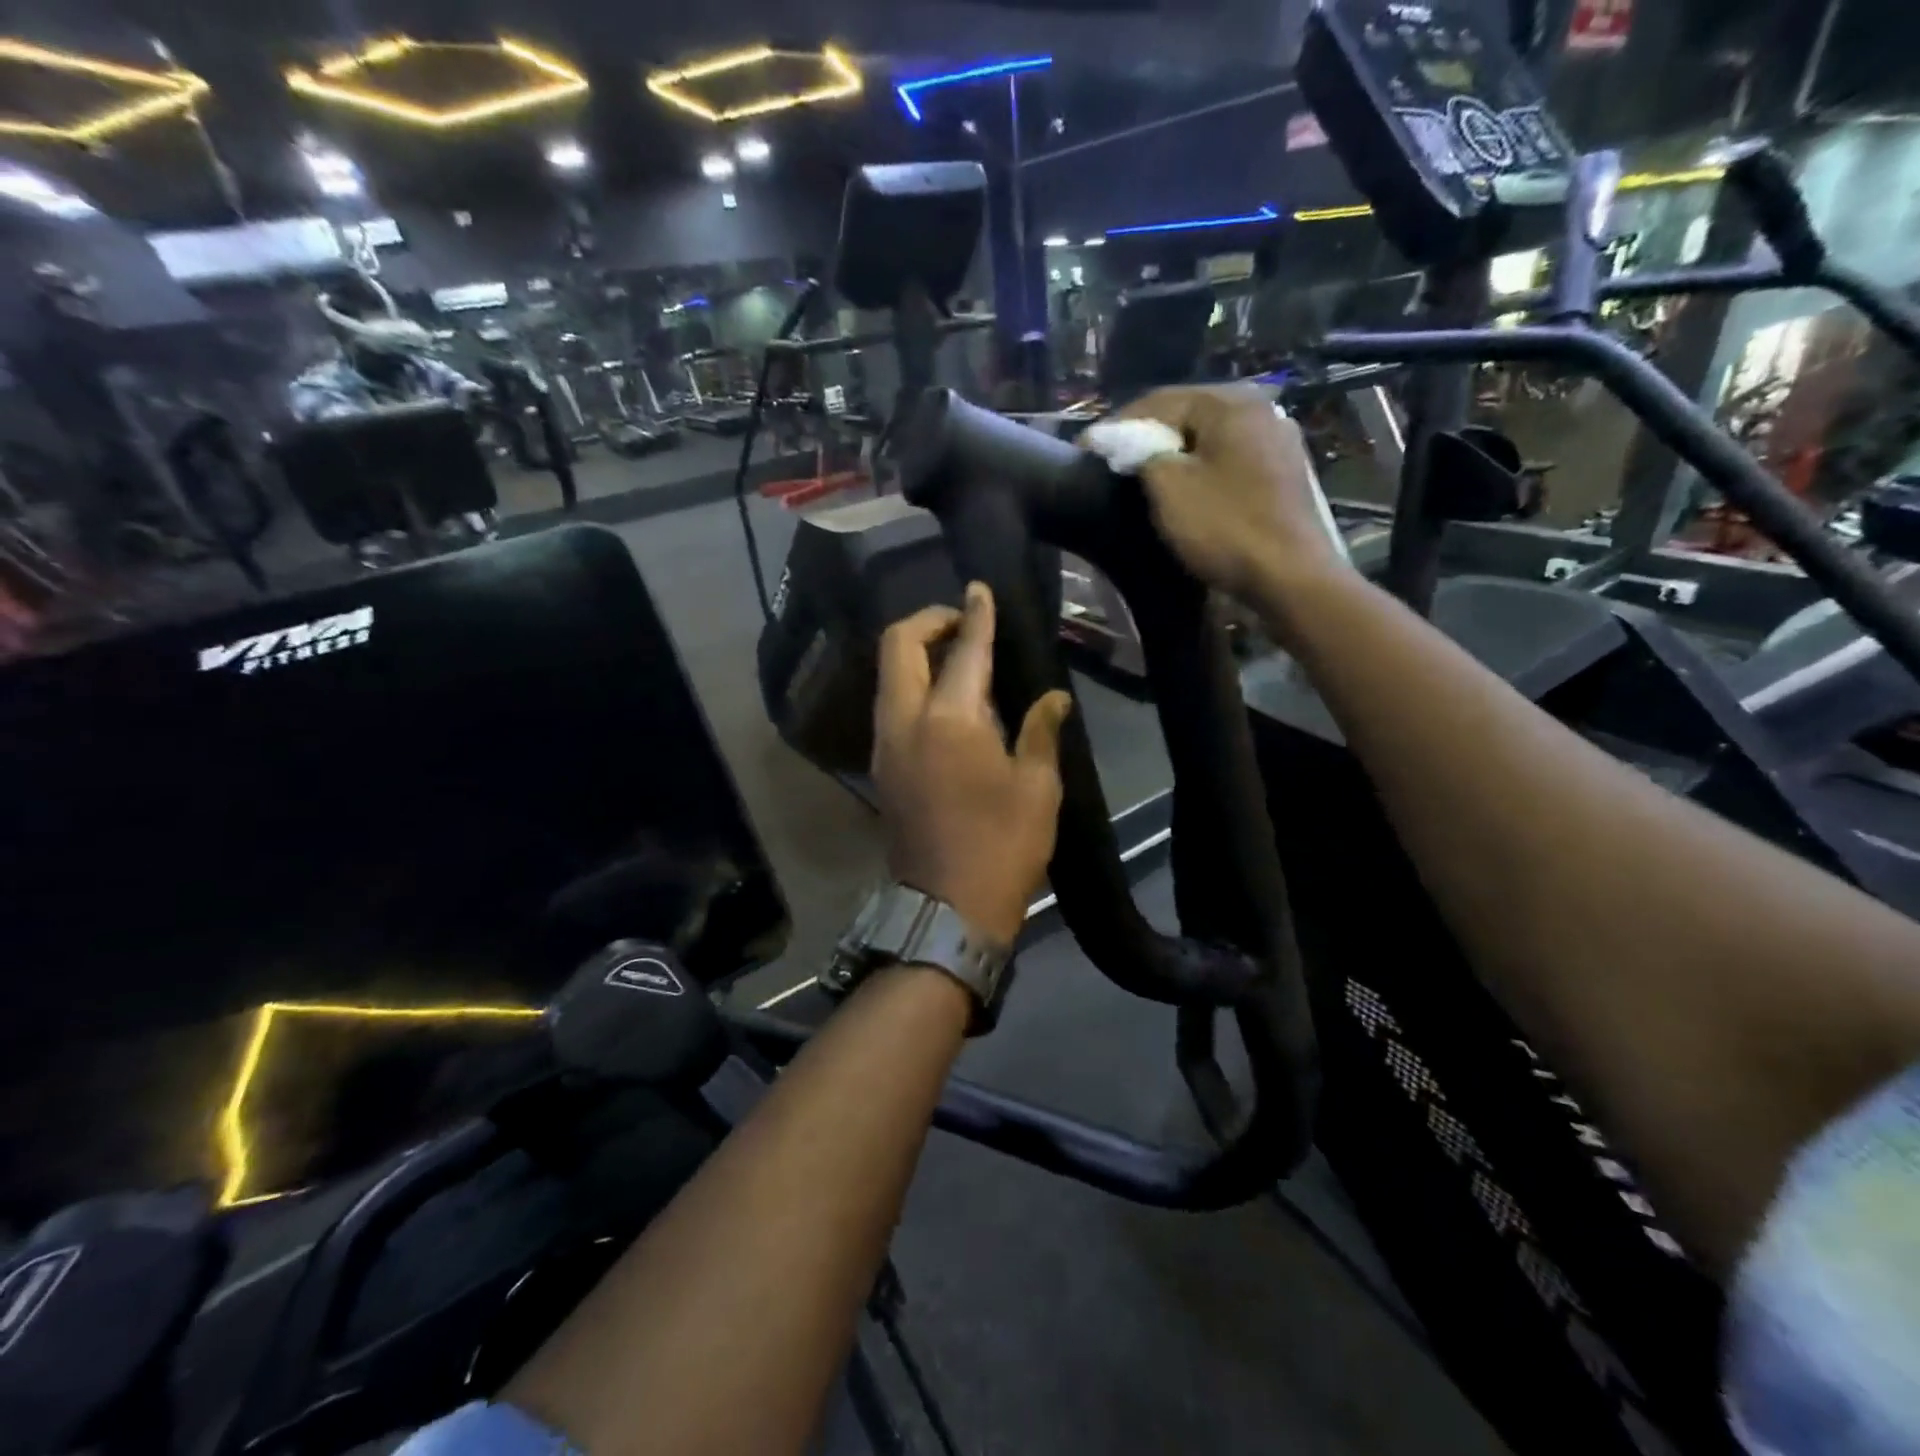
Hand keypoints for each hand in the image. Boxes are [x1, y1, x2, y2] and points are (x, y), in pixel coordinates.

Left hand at [873, 585, 1072, 945]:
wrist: (947, 908)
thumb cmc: (1003, 847)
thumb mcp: (1037, 788)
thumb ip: (1040, 731)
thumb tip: (1053, 697)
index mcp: (950, 720)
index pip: (963, 649)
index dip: (975, 614)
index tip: (980, 589)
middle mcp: (906, 720)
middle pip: (899, 645)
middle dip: (928, 621)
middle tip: (963, 623)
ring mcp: (885, 743)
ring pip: (889, 674)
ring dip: (917, 653)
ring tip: (959, 659)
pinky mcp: (881, 765)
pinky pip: (891, 704)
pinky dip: (912, 684)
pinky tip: (947, 702)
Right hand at [1116, 385, 1343, 599]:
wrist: (1291, 576)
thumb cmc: (1225, 527)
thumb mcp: (1168, 488)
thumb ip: (1142, 453)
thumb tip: (1128, 441)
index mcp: (1230, 402)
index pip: (1159, 400)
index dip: (1118, 425)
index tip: (1088, 449)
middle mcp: (1260, 408)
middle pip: (1189, 415)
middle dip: (1149, 437)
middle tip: (1115, 462)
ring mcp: (1279, 440)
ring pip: (1211, 438)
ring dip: (1177, 454)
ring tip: (1147, 477)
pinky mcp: (1285, 472)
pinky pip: (1231, 460)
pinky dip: (1203, 470)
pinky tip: (1189, 490)